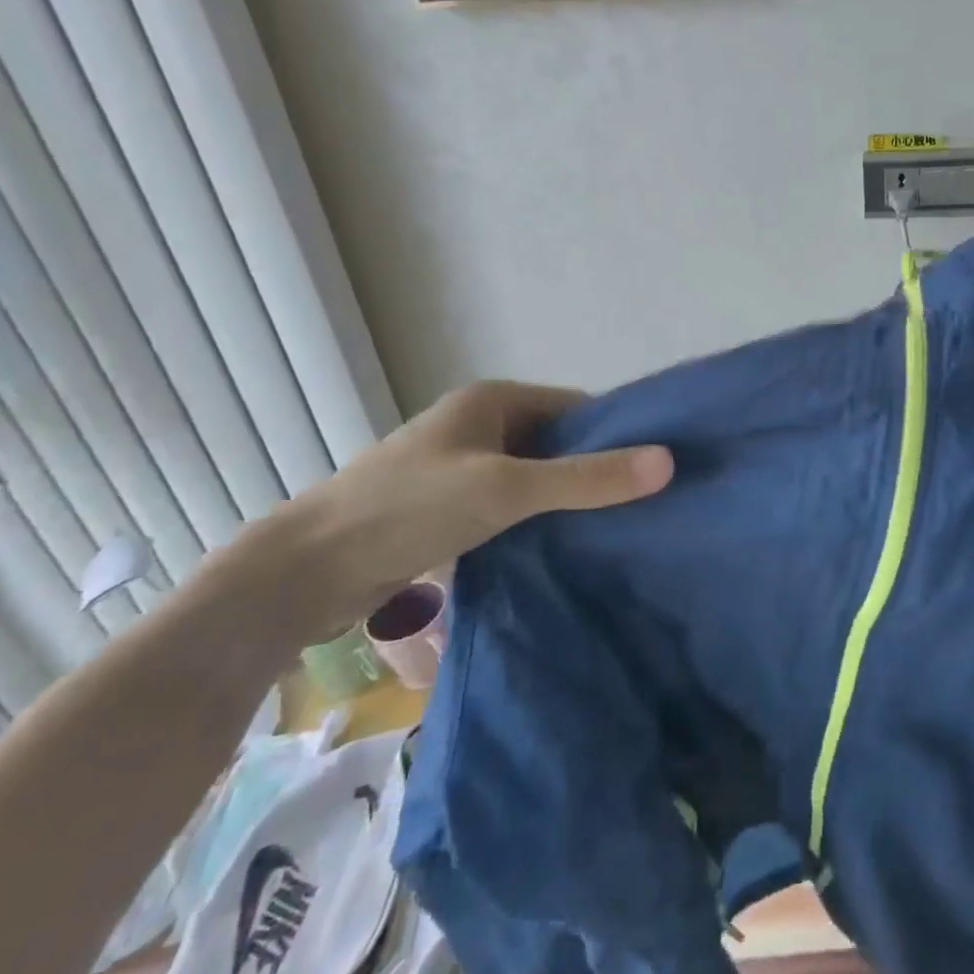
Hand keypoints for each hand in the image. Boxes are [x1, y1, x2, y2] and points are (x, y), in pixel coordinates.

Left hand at [236, 382, 671, 638]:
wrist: (305, 572)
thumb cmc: (408, 509)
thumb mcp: (506, 489)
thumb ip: (587, 478)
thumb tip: (668, 462)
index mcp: (493, 400)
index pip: (577, 408)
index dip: (618, 434)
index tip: (659, 467)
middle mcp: (481, 425)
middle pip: (559, 443)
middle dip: (596, 470)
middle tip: (646, 504)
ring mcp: (464, 468)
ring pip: (536, 478)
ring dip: (568, 500)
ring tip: (619, 529)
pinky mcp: (451, 508)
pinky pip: (513, 506)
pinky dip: (540, 521)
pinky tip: (568, 548)